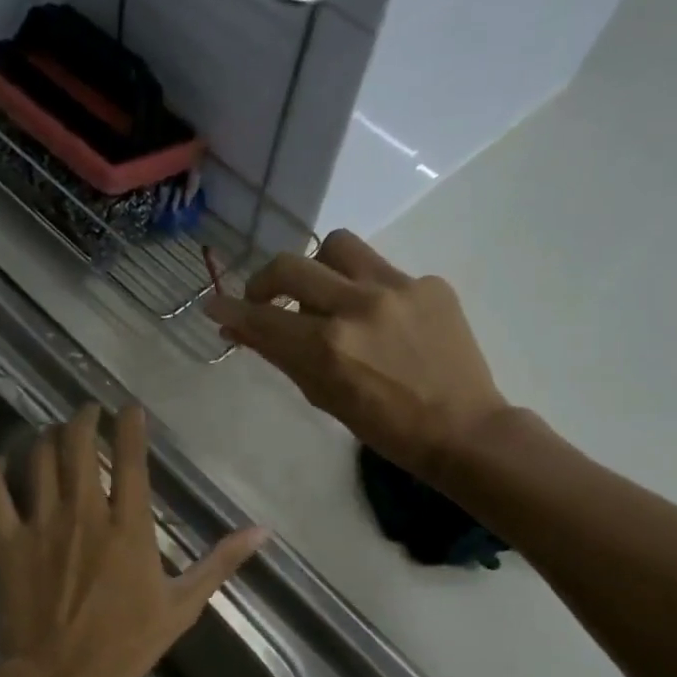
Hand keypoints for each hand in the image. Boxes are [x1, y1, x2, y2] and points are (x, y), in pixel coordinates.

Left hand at [0, 404, 266, 676]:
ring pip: (39, 458)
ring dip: (47, 437)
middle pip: (78, 444)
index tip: (129, 408)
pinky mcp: (6, 540)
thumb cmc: (126, 644)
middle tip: (87, 412)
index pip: (131, 459)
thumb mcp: (182, 605)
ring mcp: (41, 523)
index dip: (129, 425)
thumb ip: (219, 563)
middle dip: (83, 418)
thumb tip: (262, 531)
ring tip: (54, 433)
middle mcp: (83, 512)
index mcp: (128, 526)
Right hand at [204, 230, 511, 482]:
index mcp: (329, 346)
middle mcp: (359, 306)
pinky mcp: (429, 283)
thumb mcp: (324, 396)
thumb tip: (239, 328)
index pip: (264, 318)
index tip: (213, 304)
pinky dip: (367, 290)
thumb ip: (281, 356)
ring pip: (337, 247)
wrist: (462, 429)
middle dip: (265, 280)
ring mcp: (398, 288)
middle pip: (291, 265)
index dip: (231, 309)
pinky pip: (381, 270)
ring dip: (318, 268)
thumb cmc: (386, 428)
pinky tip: (380, 320)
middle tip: (265, 298)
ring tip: (325, 295)